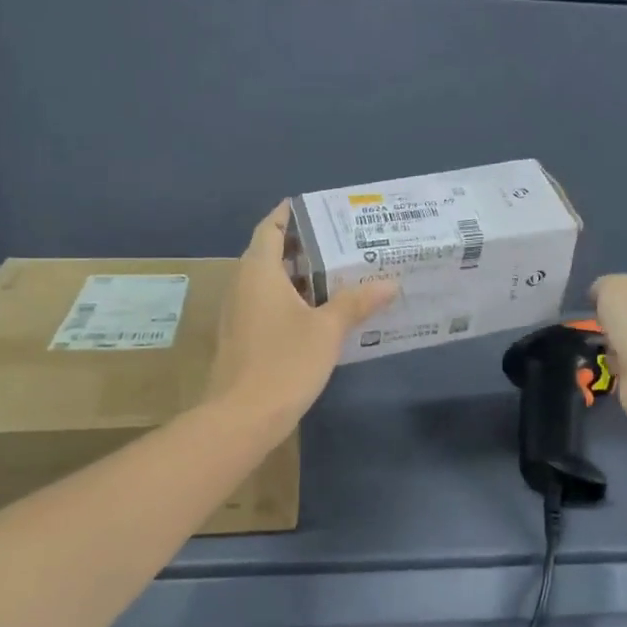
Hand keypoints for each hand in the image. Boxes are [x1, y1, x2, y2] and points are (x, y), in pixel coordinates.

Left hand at [206, 204, 397, 425]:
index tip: (315, 208)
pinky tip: (316, 313)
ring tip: (335, 274)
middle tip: (339, 242)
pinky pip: (264, 305)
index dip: (288, 215)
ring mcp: (237, 314)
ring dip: (296, 276)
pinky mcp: (240, 338)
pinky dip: (288, 300)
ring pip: (267, 282)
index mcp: (258, 272)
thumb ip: (356, 303)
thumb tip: (389, 282)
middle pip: (268, 254)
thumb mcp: (327, 330)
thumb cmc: (284, 363)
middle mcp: (242, 285)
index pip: (270, 228)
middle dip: (301, 246)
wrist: (241, 417)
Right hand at [591, 274, 626, 422]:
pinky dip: (615, 364)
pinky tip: (605, 364)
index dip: (615, 293)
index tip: (596, 304)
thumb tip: (599, 298)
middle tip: (595, 326)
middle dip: (614, 320)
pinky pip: (625, 363)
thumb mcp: (611, 287)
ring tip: (596, 347)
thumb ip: (604, 286)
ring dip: (613, 343)